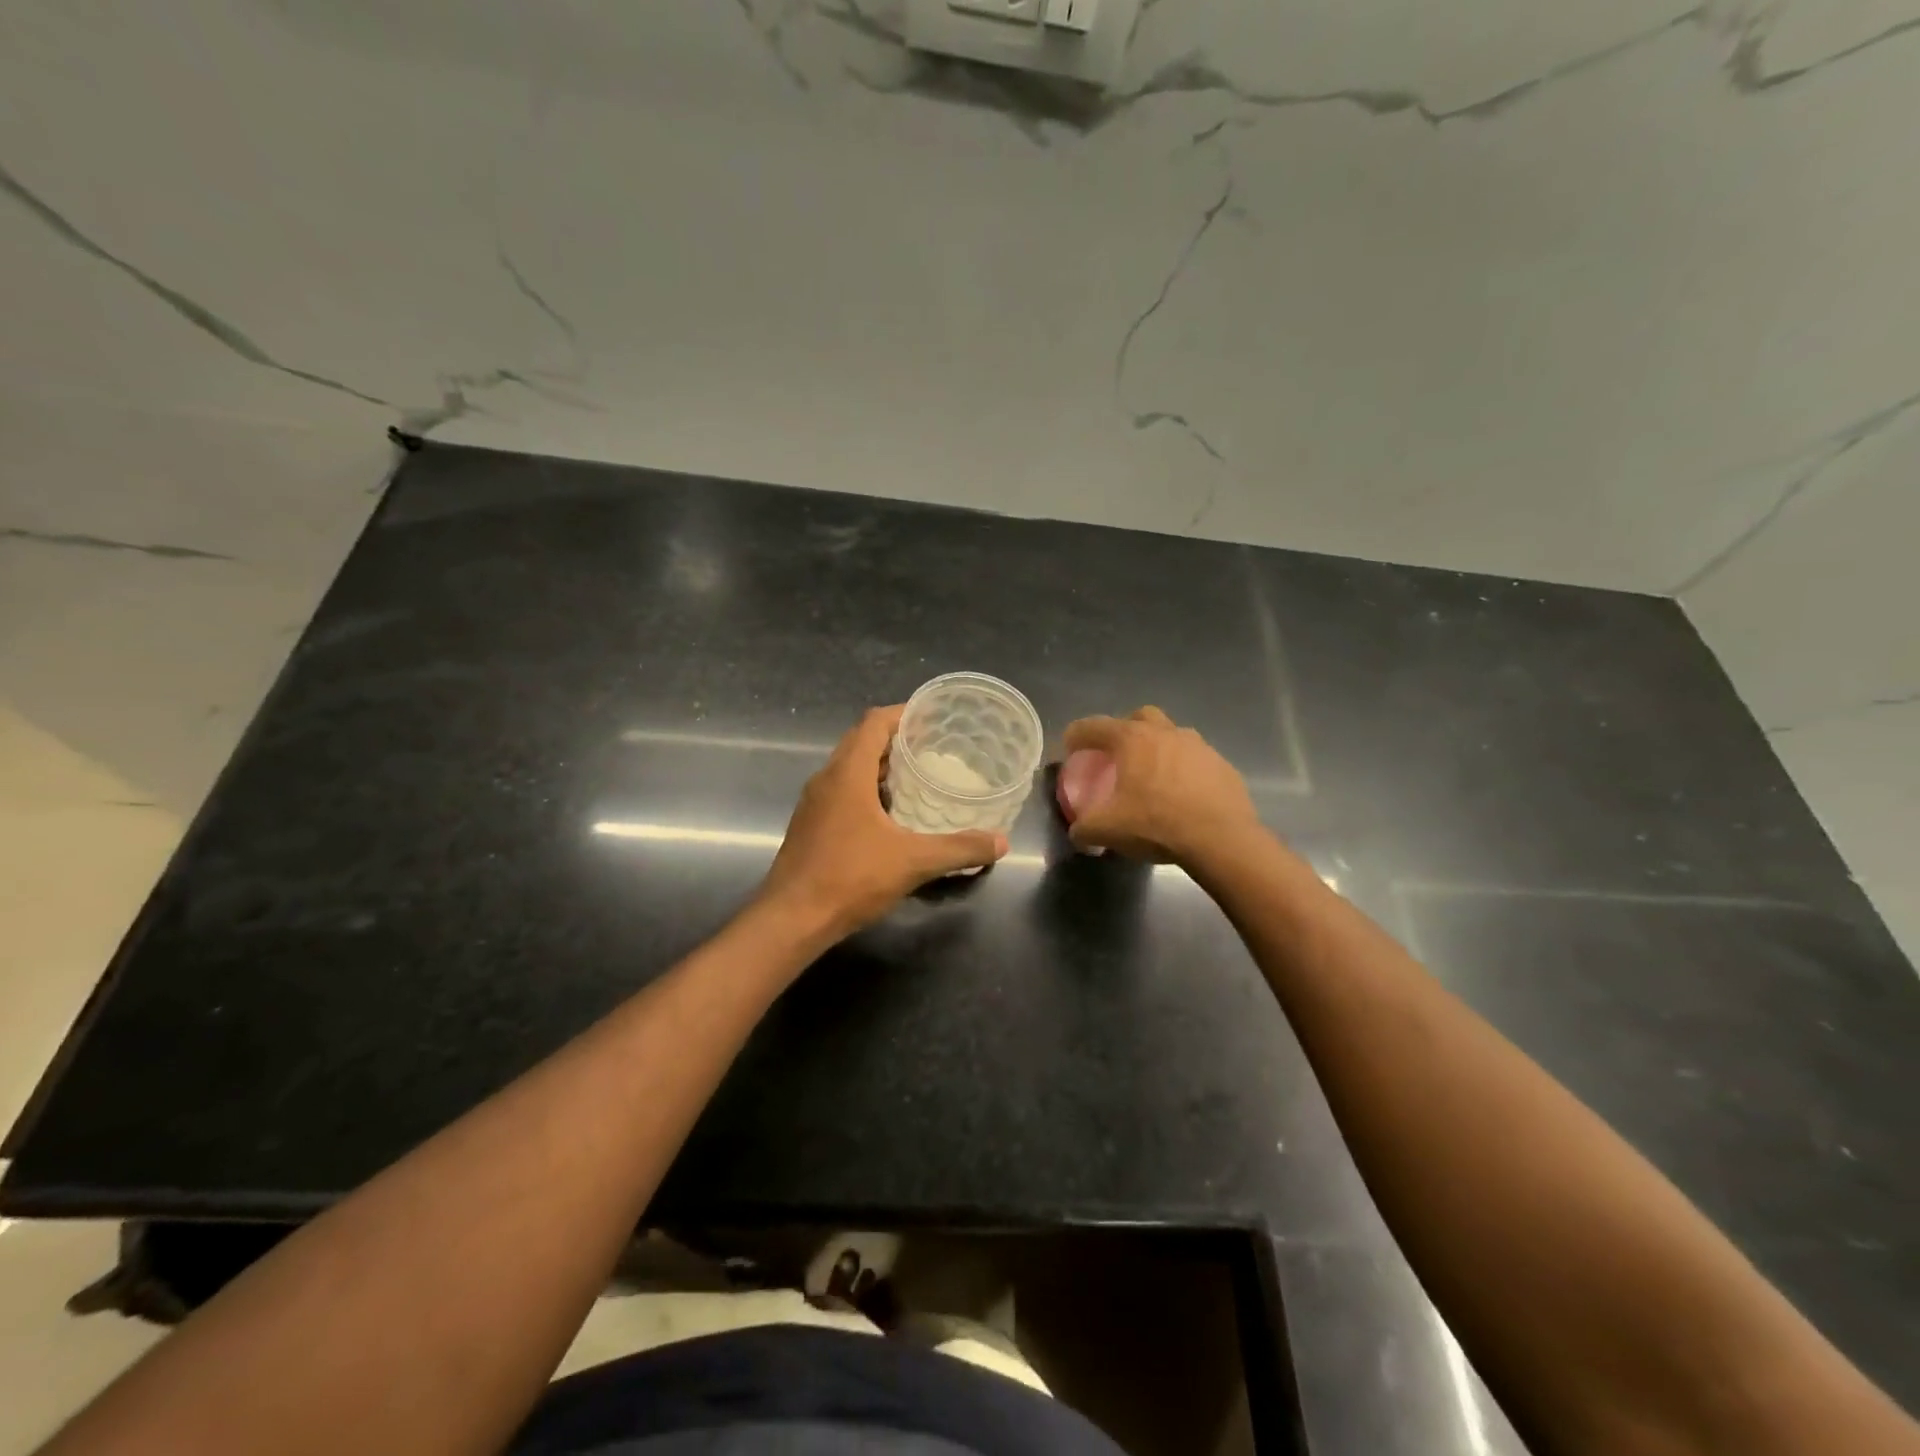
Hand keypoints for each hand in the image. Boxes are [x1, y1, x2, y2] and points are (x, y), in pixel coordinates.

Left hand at [759, 705, 1008, 941]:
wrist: (792, 919)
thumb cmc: (850, 878)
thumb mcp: (913, 862)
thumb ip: (959, 849)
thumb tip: (1001, 842)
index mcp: (847, 773)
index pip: (874, 723)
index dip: (903, 714)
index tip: (933, 718)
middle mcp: (826, 779)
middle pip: (861, 741)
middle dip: (895, 739)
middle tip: (933, 746)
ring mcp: (814, 803)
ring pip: (849, 768)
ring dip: (880, 766)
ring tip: (917, 776)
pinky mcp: (810, 825)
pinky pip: (842, 792)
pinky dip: (867, 790)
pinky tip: (891, 815)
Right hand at [1061, 706, 1259, 864]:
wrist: (1221, 839)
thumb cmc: (1157, 824)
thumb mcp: (1108, 830)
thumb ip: (1084, 828)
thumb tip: (1078, 831)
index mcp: (1133, 739)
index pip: (1095, 726)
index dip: (1077, 735)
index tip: (1070, 748)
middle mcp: (1166, 732)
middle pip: (1140, 716)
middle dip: (1125, 729)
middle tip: (1117, 754)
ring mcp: (1199, 746)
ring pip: (1172, 736)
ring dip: (1158, 748)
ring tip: (1152, 776)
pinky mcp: (1222, 765)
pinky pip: (1195, 760)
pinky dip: (1184, 771)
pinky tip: (1181, 795)